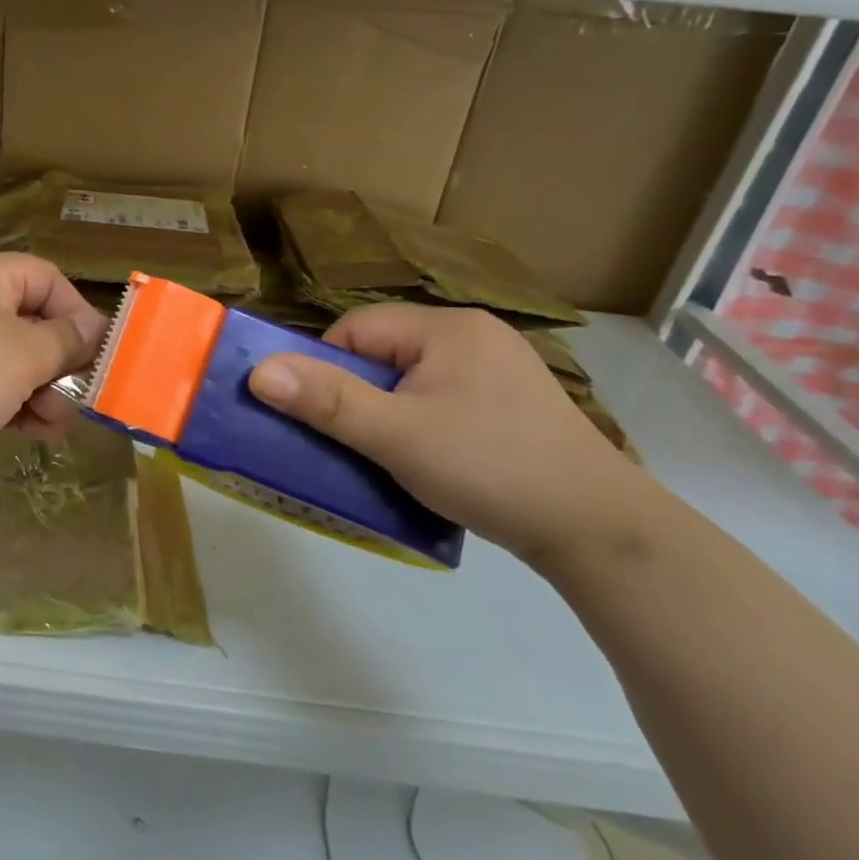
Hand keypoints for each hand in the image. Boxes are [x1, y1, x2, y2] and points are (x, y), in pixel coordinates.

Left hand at [0, 254, 106, 512]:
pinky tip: (37, 433)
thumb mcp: (23, 353)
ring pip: (13, 362)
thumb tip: (94, 329)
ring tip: (58, 421)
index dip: (75, 309)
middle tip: (83, 394)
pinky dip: (16, 408)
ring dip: (44, 390)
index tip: (99, 351)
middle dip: (61, 359)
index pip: (41, 277)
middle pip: (29, 321)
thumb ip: (66, 340)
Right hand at [248, 304, 654, 569]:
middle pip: (384, 355)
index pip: (357, 330)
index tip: (322, 418)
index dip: (327, 369)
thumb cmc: (489, 467)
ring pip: (412, 382)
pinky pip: (443, 402)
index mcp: (448, 328)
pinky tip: (429, 463)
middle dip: (358, 397)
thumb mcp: (396, 435)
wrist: (600, 531)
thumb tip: (258, 372)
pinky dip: (421, 427)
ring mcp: (499, 371)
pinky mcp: (513, 406)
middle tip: (351, 443)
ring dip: (387, 415)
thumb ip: (326, 400)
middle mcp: (475, 336)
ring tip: (385, 457)